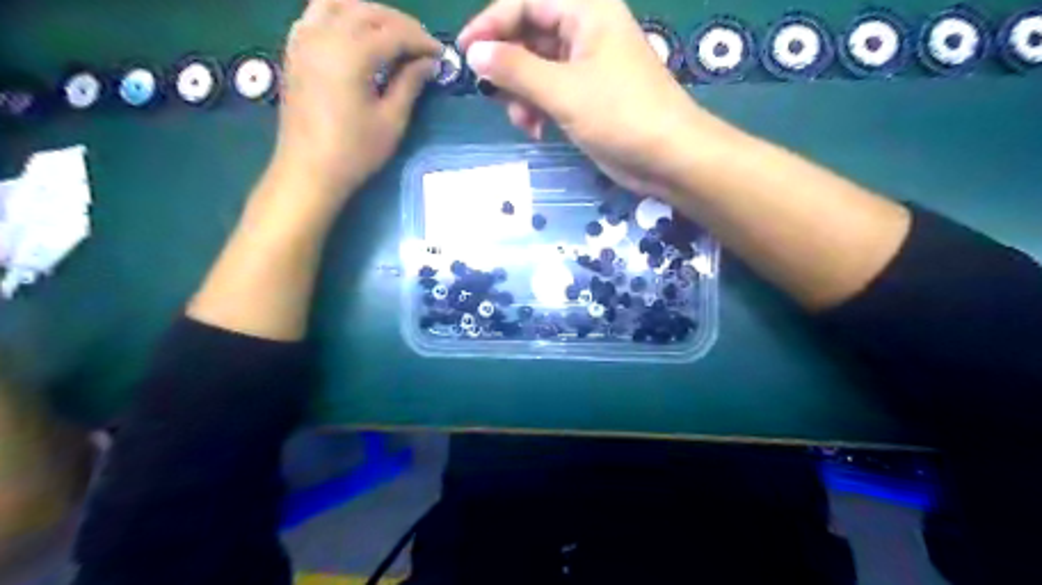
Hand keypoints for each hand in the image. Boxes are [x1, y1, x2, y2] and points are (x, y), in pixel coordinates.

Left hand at [272, 0, 438, 204]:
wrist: (308, 171)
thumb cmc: (354, 152)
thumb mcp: (391, 120)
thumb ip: (410, 83)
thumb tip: (428, 63)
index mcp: (350, 54)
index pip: (393, 33)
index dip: (421, 41)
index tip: (440, 55)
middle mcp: (324, 35)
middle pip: (367, 12)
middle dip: (399, 23)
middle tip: (421, 45)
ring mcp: (304, 40)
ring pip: (339, 4)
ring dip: (369, 14)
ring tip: (391, 34)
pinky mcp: (294, 51)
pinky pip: (317, 15)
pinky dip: (341, 15)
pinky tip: (356, 35)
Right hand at [459, 0, 735, 197]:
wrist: (669, 157)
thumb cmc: (621, 115)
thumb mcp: (563, 91)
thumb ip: (516, 69)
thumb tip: (474, 53)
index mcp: (586, 11)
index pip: (526, 2)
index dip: (491, 24)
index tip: (465, 53)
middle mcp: (585, 31)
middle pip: (529, 36)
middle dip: (508, 67)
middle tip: (493, 95)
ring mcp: (587, 66)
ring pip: (536, 68)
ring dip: (522, 95)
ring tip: (523, 122)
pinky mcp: (588, 96)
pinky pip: (550, 92)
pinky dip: (538, 109)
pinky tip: (537, 131)